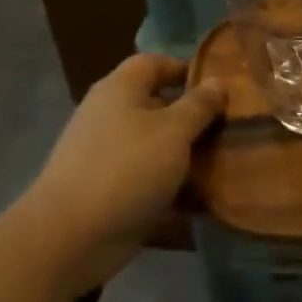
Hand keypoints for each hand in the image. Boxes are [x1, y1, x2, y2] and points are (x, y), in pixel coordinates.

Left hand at [25, 55, 224, 277]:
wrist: (70, 238)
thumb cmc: (127, 168)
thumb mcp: (174, 131)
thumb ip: (199, 105)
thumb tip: (217, 81)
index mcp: (120, 90)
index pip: (154, 63)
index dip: (186, 68)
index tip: (220, 87)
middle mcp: (109, 116)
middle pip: (157, 105)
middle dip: (193, 117)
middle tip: (231, 127)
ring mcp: (106, 155)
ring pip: (155, 146)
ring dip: (187, 155)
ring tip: (225, 163)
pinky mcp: (108, 191)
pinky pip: (148, 180)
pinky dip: (172, 187)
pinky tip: (202, 199)